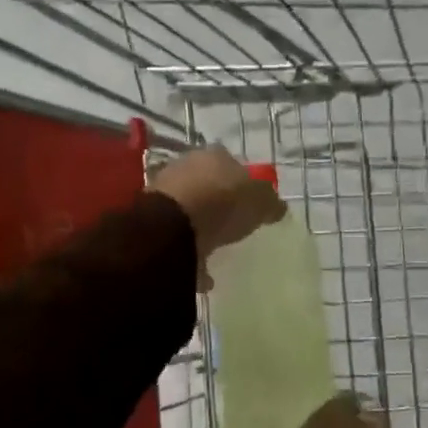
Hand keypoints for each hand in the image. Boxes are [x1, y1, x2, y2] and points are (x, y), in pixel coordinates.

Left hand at [152, 146, 285, 289]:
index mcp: (213, 155)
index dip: (243, 181)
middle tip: (234, 223)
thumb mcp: (260, 200)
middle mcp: (185, 167)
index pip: (232, 163)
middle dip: (218, 201)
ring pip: (189, 209)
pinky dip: (189, 253)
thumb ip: (270, 202)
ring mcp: (164, 192)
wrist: (173, 226)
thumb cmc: (223, 202)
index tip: (251, 203)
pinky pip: (177, 238)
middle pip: (207, 184)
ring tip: (216, 248)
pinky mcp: (151, 220)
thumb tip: (277, 207)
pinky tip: (203, 272)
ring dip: (200, 227)